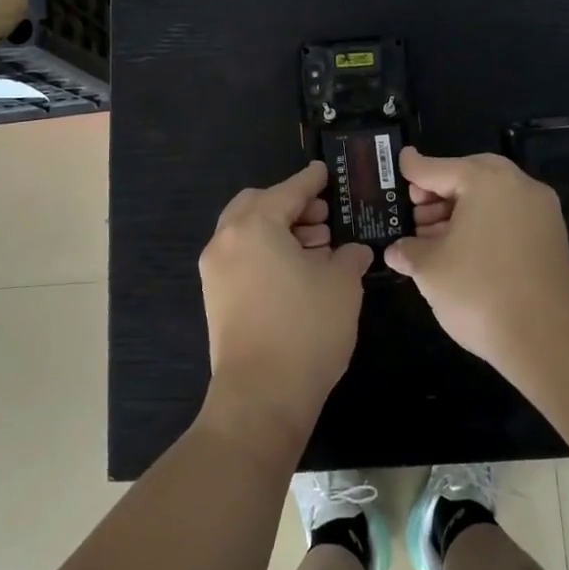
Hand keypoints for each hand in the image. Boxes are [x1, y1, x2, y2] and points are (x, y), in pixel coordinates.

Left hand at [198, 161, 373, 452]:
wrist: (261, 397)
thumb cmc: (306, 330)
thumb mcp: (342, 285)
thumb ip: (348, 256)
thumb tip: (353, 250)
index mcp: (255, 225)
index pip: (288, 191)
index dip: (311, 180)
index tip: (326, 172)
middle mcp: (226, 240)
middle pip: (258, 205)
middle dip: (291, 205)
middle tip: (323, 217)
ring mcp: (215, 270)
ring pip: (247, 232)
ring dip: (279, 230)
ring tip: (317, 246)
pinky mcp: (215, 297)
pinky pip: (241, 257)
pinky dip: (266, 252)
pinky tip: (297, 270)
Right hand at [387, 149, 568, 372]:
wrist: (549, 340)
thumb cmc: (480, 292)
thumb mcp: (430, 270)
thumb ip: (408, 251)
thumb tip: (396, 251)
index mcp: (486, 181)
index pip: (438, 168)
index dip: (413, 168)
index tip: (399, 161)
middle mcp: (518, 186)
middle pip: (469, 177)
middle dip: (439, 191)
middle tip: (415, 211)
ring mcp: (541, 211)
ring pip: (491, 198)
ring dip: (459, 210)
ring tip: (432, 238)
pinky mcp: (551, 238)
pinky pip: (509, 217)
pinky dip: (483, 225)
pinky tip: (462, 251)